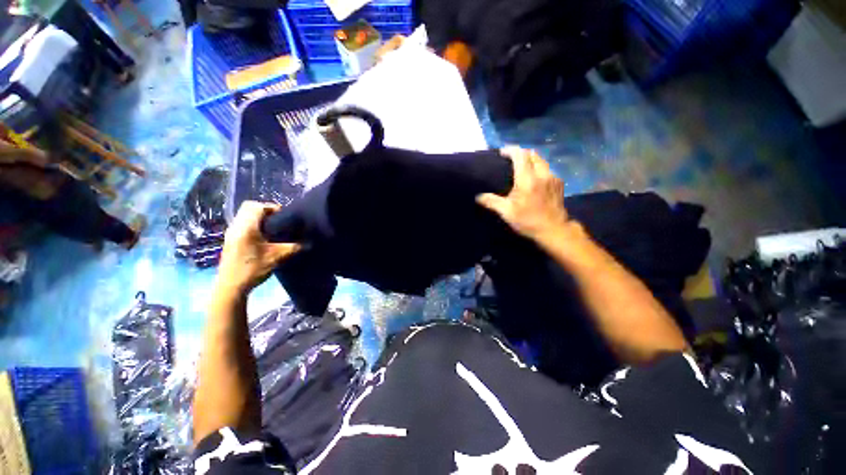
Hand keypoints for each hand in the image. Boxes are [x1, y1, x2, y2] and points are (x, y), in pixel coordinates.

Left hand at [217, 201, 300, 294]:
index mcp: (247, 228)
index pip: (257, 206)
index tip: (284, 216)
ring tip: (272, 228)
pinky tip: (262, 237)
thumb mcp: (277, 257)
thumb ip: (293, 248)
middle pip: (248, 207)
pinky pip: (241, 223)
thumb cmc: (253, 269)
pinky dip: (252, 224)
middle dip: (264, 210)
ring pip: (243, 215)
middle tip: (278, 220)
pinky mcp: (230, 240)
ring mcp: (231, 233)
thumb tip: (308, 243)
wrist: (231, 286)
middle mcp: (236, 226)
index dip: (272, 207)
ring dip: (257, 217)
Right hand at [476, 147, 569, 240]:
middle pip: (532, 154)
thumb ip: (492, 202)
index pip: (520, 155)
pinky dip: (538, 167)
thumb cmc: (528, 221)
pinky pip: (547, 168)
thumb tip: (478, 197)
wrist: (553, 230)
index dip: (510, 150)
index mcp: (528, 179)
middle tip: (510, 159)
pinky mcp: (559, 183)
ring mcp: (553, 177)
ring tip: (520, 167)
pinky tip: (532, 178)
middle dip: (520, 153)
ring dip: (530, 159)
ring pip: (541, 160)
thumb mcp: (507, 212)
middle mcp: (542, 174)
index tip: (501, 153)